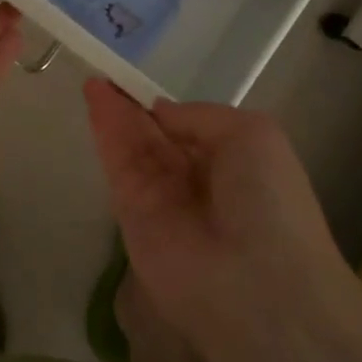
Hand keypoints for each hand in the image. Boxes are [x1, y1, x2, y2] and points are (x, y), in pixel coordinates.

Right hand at [83, 79, 359, 353]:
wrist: (256, 285)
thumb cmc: (268, 201)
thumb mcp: (253, 134)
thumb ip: (201, 116)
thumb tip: (161, 113)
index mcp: (232, 165)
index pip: (190, 131)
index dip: (164, 108)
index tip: (140, 84)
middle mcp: (195, 183)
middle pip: (156, 138)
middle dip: (133, 108)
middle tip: (107, 77)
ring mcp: (161, 201)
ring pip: (133, 149)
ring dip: (114, 114)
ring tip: (94, 81)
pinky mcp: (131, 218)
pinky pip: (118, 166)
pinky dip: (106, 132)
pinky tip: (94, 99)